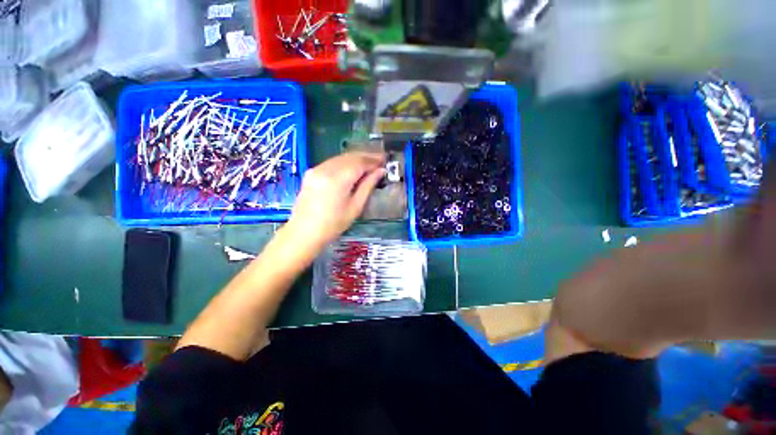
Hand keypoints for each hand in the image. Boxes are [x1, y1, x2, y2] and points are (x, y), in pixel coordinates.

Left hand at [286, 151, 385, 250]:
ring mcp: (316, 169)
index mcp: (338, 179)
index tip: (385, 160)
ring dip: (356, 159)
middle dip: (366, 157)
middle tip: (380, 160)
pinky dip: (345, 163)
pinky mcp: (311, 173)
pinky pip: (332, 162)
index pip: (359, 162)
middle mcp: (325, 169)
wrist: (304, 232)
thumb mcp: (355, 206)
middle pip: (350, 157)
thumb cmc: (333, 224)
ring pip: (340, 157)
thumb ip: (368, 185)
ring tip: (369, 164)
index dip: (373, 160)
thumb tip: (380, 171)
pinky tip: (352, 168)